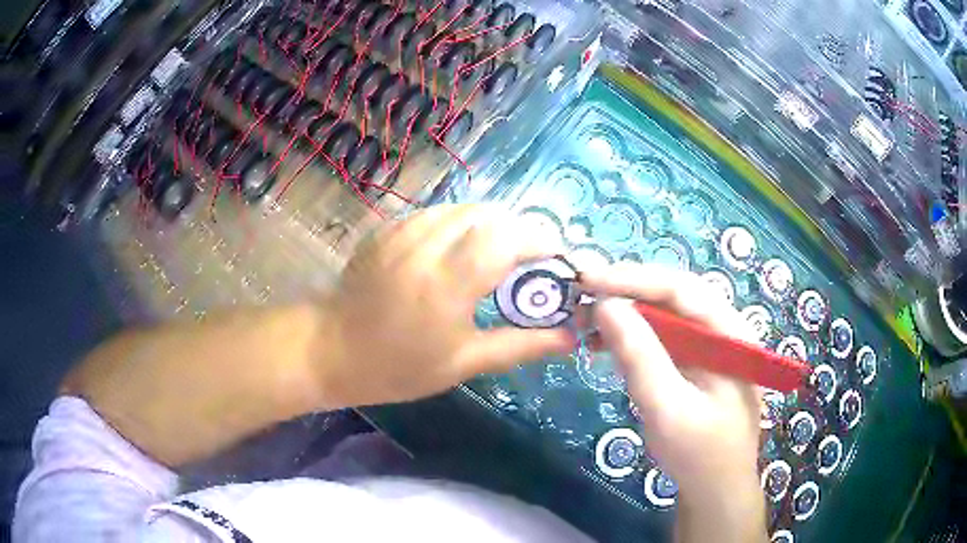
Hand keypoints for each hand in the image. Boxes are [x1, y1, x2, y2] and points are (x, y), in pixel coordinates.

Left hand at [318, 204, 574, 407]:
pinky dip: (462, 225)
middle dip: (521, 231)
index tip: (557, 260)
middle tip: (530, 263)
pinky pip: (439, 213)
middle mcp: (427, 244)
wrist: (330, 349)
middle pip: (491, 214)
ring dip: (492, 226)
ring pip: (465, 209)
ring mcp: (403, 230)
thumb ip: (520, 345)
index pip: (508, 238)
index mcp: (448, 283)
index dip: (541, 241)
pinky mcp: (389, 226)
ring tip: (498, 257)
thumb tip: (570, 338)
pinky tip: (459, 251)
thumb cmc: (397, 366)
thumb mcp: (463, 363)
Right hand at [580, 262, 765, 541]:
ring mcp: (709, 346)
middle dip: (627, 291)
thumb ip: (639, 354)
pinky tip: (605, 342)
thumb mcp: (667, 408)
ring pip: (665, 315)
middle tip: (582, 294)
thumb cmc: (698, 455)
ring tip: (587, 317)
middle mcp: (724, 330)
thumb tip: (604, 304)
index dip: (634, 279)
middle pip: (674, 296)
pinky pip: (662, 338)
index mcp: (732, 334)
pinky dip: (632, 336)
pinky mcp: (694, 363)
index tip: (588, 279)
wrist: (714, 491)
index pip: (682, 289)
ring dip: (626, 312)